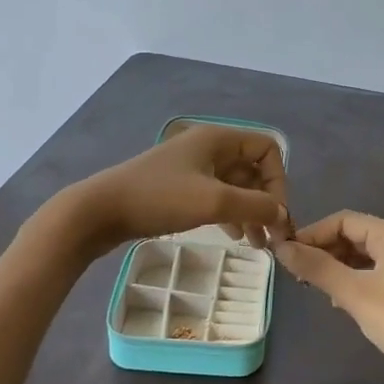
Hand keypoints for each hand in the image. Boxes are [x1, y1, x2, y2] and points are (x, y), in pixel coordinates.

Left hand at [69, 124, 290, 253]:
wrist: (99, 211)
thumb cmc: (160, 198)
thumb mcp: (214, 201)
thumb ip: (256, 206)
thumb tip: (283, 215)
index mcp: (218, 139)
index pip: (267, 149)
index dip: (278, 180)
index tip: (275, 213)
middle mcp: (208, 147)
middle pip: (252, 169)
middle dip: (265, 201)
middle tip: (272, 236)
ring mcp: (192, 167)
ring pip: (235, 186)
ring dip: (250, 211)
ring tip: (256, 244)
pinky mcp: (178, 187)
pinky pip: (216, 196)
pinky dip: (229, 214)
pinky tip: (232, 237)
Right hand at [276, 211, 383, 383]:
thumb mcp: (353, 293)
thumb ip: (317, 268)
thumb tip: (282, 248)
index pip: (345, 220)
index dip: (313, 233)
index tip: (287, 254)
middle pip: (356, 236)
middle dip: (324, 250)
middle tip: (297, 272)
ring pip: (365, 257)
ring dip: (337, 267)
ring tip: (313, 286)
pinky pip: (376, 275)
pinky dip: (354, 281)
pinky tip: (339, 302)